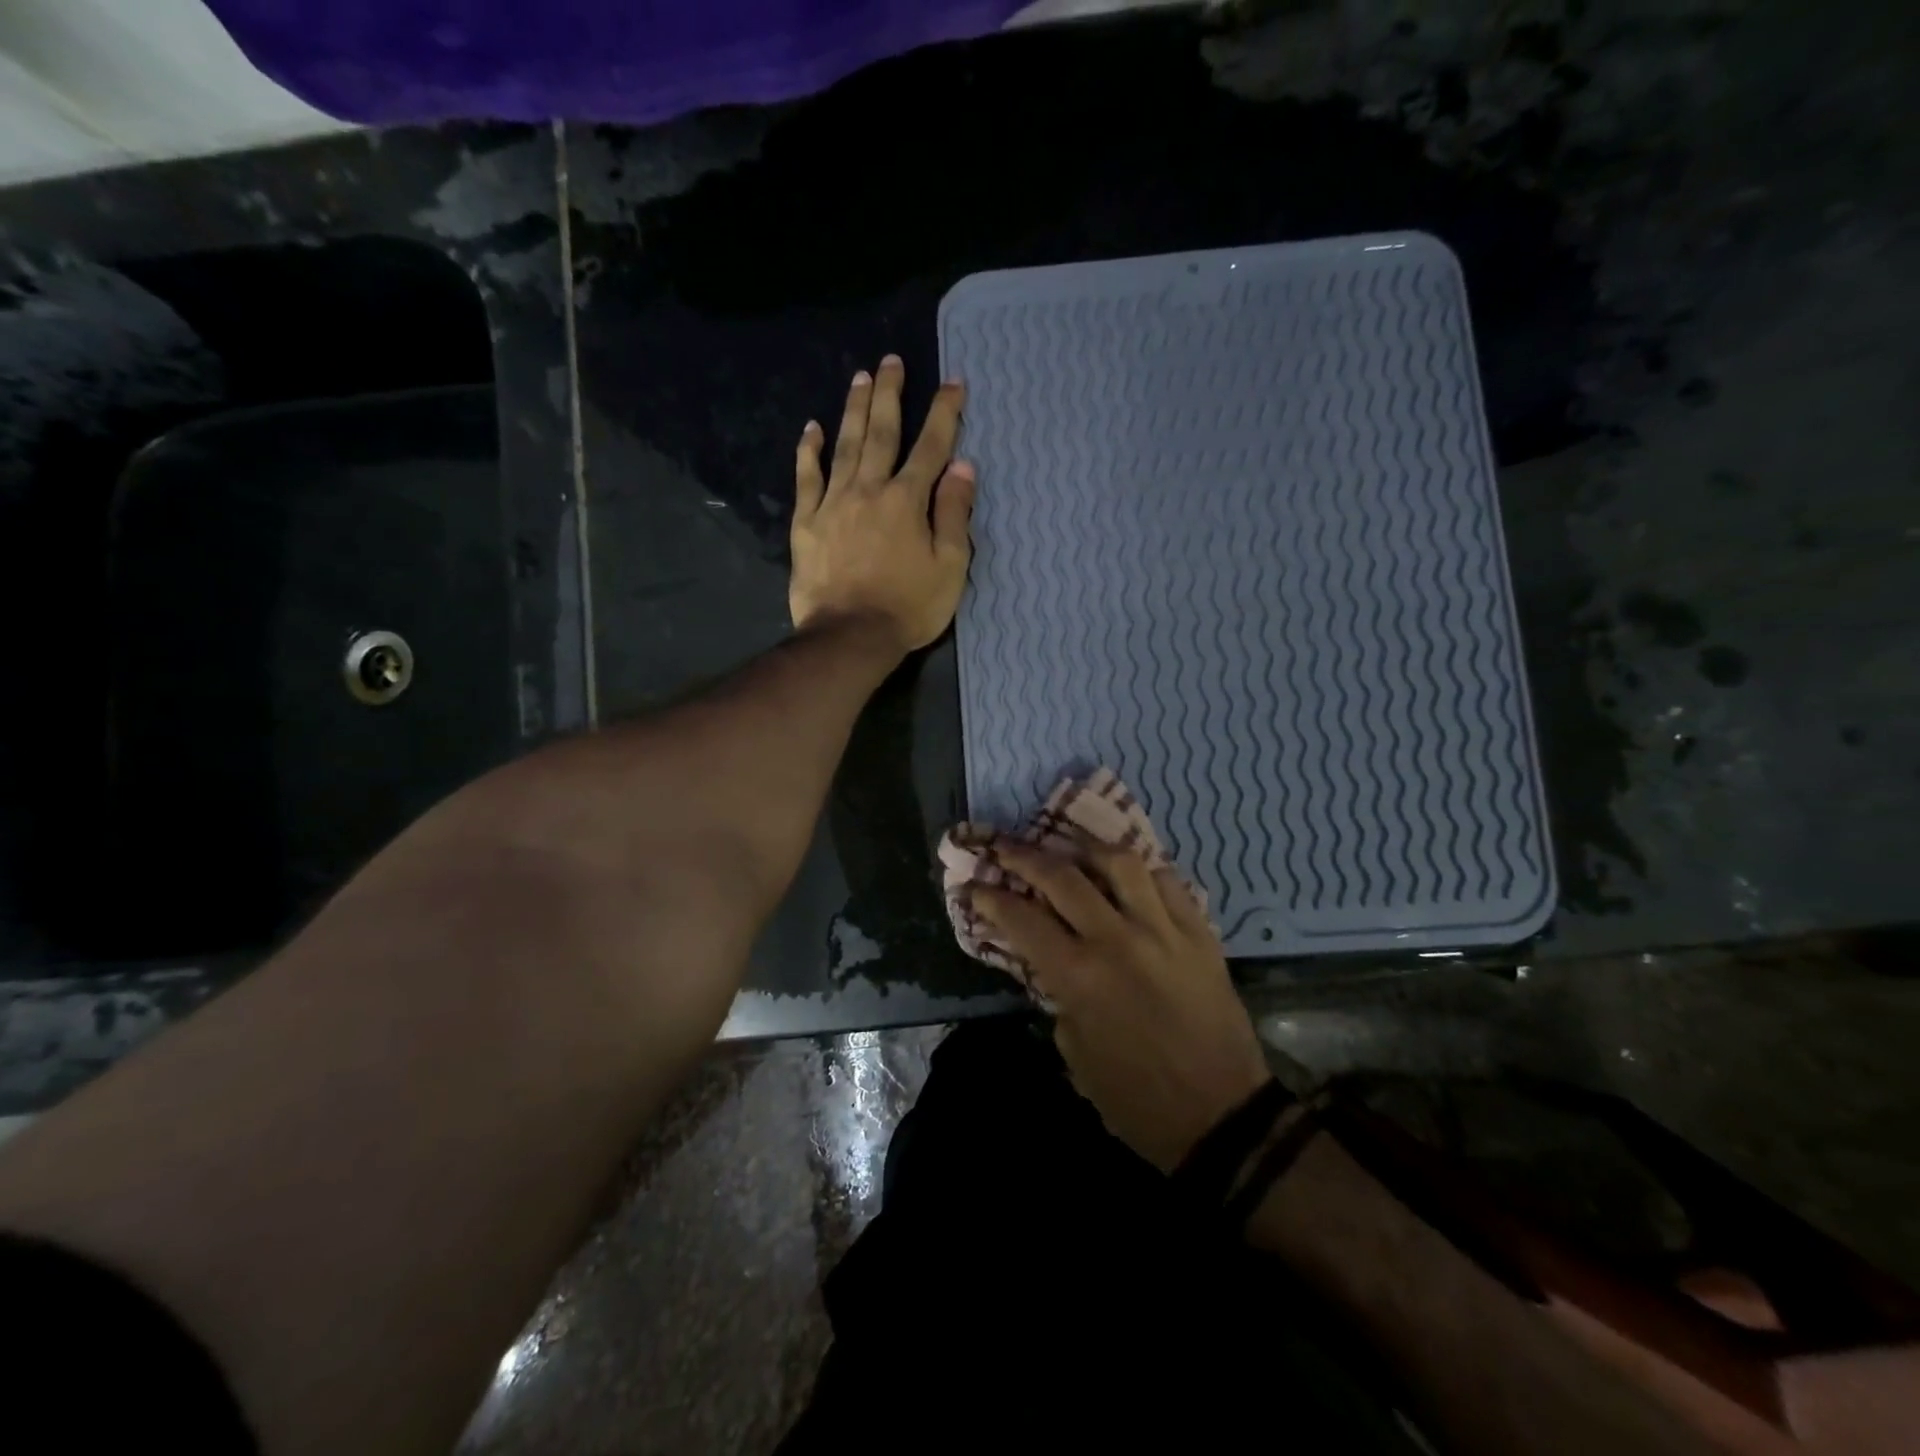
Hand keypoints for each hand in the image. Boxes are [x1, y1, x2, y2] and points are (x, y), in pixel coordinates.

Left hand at [790, 355, 974, 653]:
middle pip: (881, 432)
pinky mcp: (806, 524)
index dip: (944, 414)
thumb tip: (962, 467)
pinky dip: (808, 452)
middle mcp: (869, 490)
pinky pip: (806, 479)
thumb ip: (954, 514)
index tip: (952, 384)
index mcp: (907, 501)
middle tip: (891, 361)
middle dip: (890, 395)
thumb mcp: (949, 567)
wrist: (850, 637)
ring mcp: (833, 504)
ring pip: (844, 446)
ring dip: (853, 409)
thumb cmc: (908, 608)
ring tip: (860, 378)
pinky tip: (811, 429)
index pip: (931, 447)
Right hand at [972, 839, 1271, 1172]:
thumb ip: (1058, 996)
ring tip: (1072, 850)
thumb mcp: (1075, 1052)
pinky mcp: (1200, 934)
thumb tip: (1050, 960)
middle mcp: (1117, 940)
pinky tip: (1129, 874)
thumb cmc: (1135, 1099)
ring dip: (1086, 850)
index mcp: (1079, 976)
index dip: (991, 897)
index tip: (975, 884)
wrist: (1221, 1117)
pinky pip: (1169, 882)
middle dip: (1025, 857)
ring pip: (1120, 863)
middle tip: (1006, 848)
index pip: (1022, 919)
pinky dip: (1143, 872)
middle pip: (1062, 877)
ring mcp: (1163, 930)